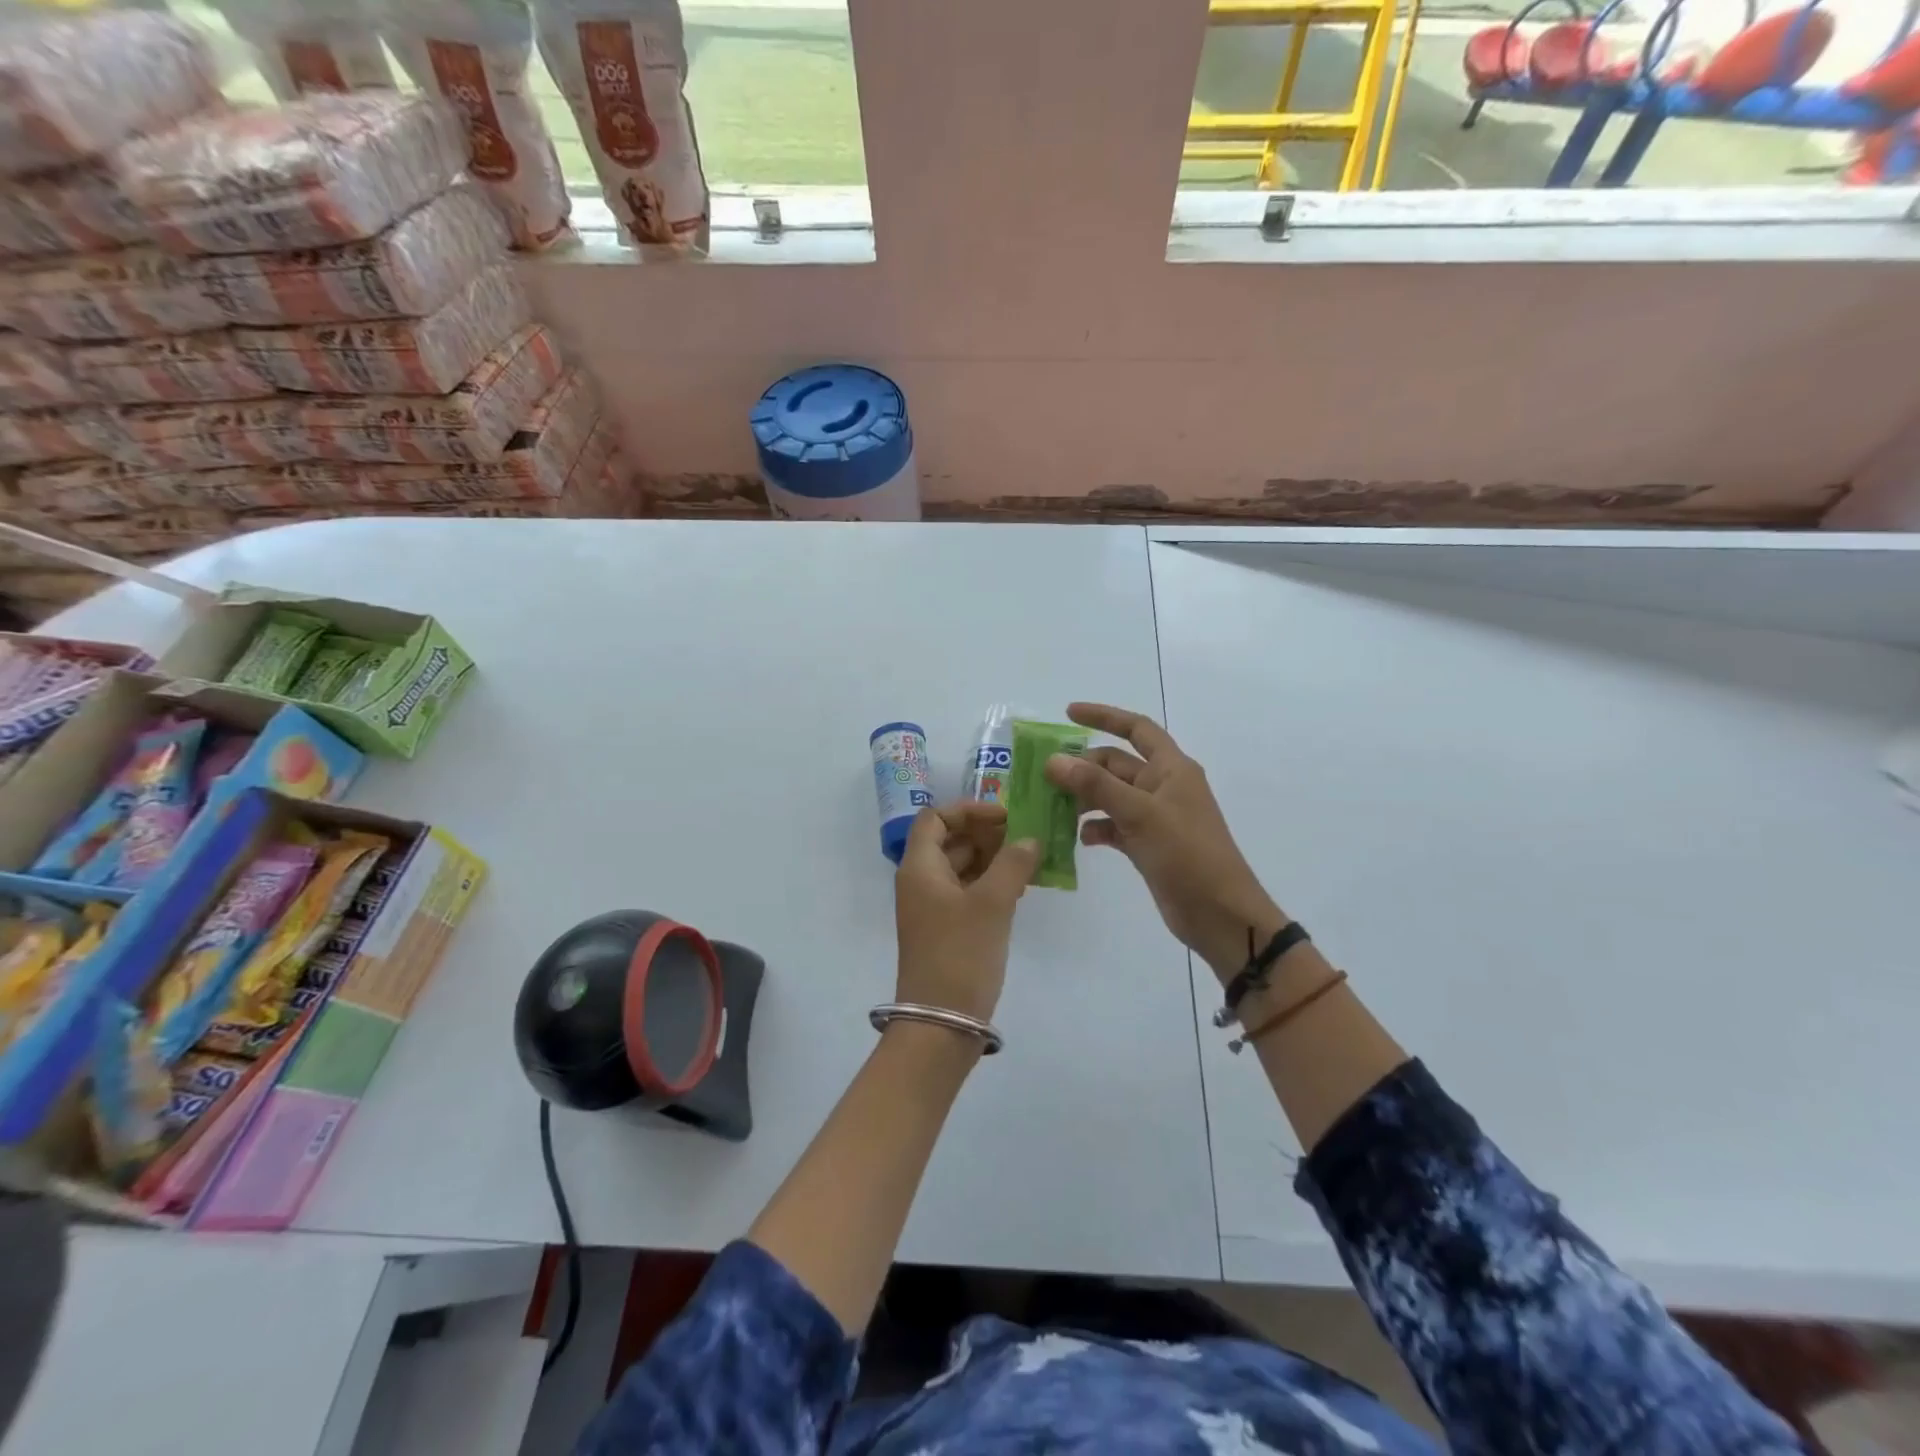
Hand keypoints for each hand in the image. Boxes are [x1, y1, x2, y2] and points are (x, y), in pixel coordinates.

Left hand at [893, 801, 1039, 1024]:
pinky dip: (992, 883)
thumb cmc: (961, 954)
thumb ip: (1013, 864)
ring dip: (993, 858)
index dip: (969, 810)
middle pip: (951, 840)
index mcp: (920, 867)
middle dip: (987, 833)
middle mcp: (922, 881)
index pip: (936, 818)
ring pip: (963, 867)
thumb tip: (1030, 839)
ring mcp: (933, 907)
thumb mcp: (992, 904)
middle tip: (1026, 837)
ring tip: (1031, 860)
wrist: (941, 1022)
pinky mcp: (948, 928)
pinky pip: (969, 892)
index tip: (1006, 817)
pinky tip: (1021, 887)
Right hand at [1045, 702, 1283, 981]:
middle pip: (1116, 765)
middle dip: (1083, 768)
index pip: (1136, 728)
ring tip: (1053, 809)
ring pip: (1111, 797)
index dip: (1104, 716)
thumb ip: (1095, 785)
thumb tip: (1053, 761)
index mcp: (1171, 769)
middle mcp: (1163, 787)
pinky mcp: (1147, 845)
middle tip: (1045, 778)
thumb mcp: (1140, 813)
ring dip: (1084, 799)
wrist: (1219, 914)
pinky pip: (1114, 826)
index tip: (1068, 714)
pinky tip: (1077, 839)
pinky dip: (1095, 829)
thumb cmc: (1187, 854)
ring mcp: (1155, 817)